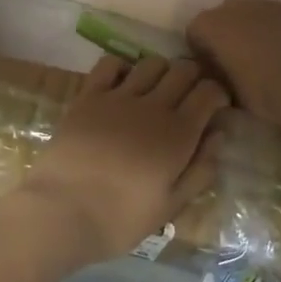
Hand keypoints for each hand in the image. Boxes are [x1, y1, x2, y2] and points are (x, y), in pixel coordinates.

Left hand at [10, 56, 227, 265]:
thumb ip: (200, 170)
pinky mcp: (88, 95)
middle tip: (188, 96)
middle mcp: (153, 106)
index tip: (215, 107)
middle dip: (193, 77)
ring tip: (156, 90)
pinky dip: (121, 67)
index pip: (209, 92)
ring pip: (151, 63)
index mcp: (178, 134)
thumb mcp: (170, 206)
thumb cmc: (120, 219)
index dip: (217, 93)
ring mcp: (118, 96)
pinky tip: (121, 85)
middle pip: (183, 70)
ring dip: (161, 71)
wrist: (61, 211)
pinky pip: (110, 64)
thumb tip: (219, 136)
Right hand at [186, 0, 280, 130]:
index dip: (200, 51)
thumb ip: (212, 73)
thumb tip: (210, 70)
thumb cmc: (261, 92)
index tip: (211, 68)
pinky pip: (264, 13)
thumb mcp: (225, 90)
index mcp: (210, 25)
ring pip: (241, 12)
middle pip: (216, 17)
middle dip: (220, 35)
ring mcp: (259, 2)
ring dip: (242, 27)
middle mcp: (230, 6)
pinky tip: (275, 44)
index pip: (193, 32)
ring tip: (256, 51)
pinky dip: (264, 24)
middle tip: (232, 59)